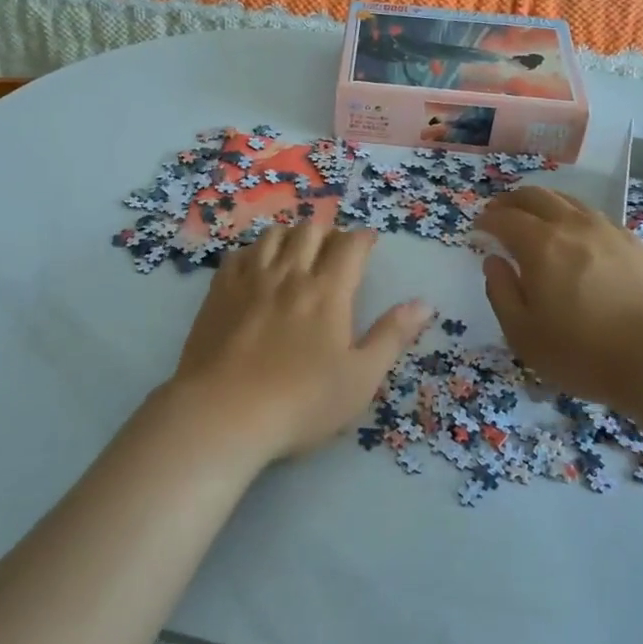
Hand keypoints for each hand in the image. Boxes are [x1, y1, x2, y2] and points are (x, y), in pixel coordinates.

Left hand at [162, 224, 433, 464]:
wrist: (224, 413)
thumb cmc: (302, 401)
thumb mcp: (360, 377)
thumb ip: (391, 336)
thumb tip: (423, 304)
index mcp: (328, 291)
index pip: (350, 246)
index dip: (363, 238)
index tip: (369, 242)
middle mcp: (290, 274)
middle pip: (310, 230)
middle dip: (328, 232)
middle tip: (334, 248)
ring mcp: (250, 280)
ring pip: (273, 235)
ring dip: (291, 236)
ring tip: (296, 251)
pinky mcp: (219, 292)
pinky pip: (238, 254)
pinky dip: (254, 251)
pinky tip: (256, 267)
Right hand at [478, 186, 642, 408]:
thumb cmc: (582, 353)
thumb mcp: (523, 333)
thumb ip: (501, 292)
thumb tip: (494, 261)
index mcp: (541, 245)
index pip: (505, 218)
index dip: (486, 219)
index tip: (477, 228)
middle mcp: (574, 227)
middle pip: (536, 196)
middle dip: (511, 201)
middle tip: (499, 213)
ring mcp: (609, 232)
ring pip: (569, 201)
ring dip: (544, 204)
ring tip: (536, 220)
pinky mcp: (636, 245)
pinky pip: (596, 218)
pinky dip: (575, 219)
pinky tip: (577, 239)